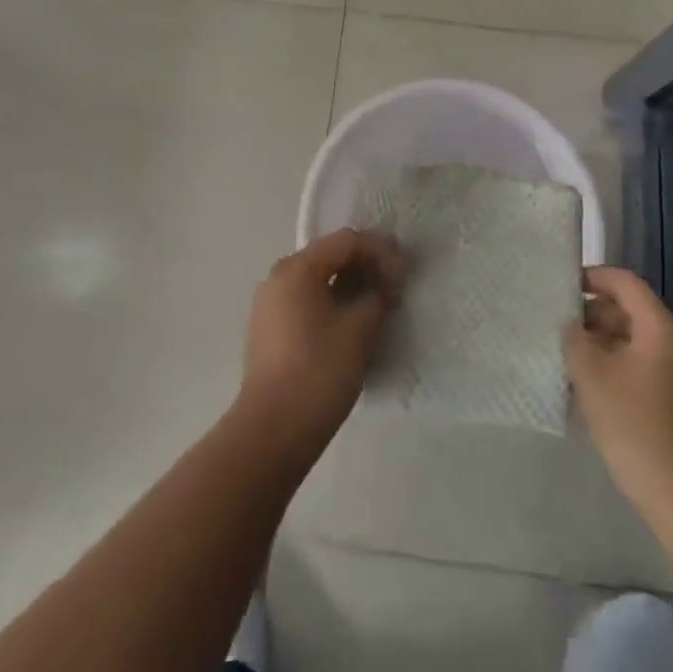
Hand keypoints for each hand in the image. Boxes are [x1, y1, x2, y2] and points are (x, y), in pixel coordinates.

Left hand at [240, 229, 405, 447]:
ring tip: (377, 307)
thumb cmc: (319, 371)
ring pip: (318, 280)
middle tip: (395, 289)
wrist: (272, 430)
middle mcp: (278, 276)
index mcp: (297, 268)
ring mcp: (269, 303)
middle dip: (366, 267)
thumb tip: (383, 286)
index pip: (347, 241)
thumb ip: (376, 296)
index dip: (381, 253)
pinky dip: (331, 303)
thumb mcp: (359, 330)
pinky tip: (351, 324)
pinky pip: (306, 301)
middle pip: (330, 256)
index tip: (404, 277)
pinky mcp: (269, 329)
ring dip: (349, 286)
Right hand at [565, 266, 672, 515]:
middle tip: (558, 324)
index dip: (594, 277)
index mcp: (660, 327)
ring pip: (632, 338)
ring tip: (566, 353)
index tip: (563, 286)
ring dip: (600, 340)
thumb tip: (572, 325)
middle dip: (592, 313)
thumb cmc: (631, 421)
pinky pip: (639, 363)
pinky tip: (586, 381)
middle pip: (630, 310)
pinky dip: (613, 362)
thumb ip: (575, 338)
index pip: (626, 283)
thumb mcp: (591, 373)